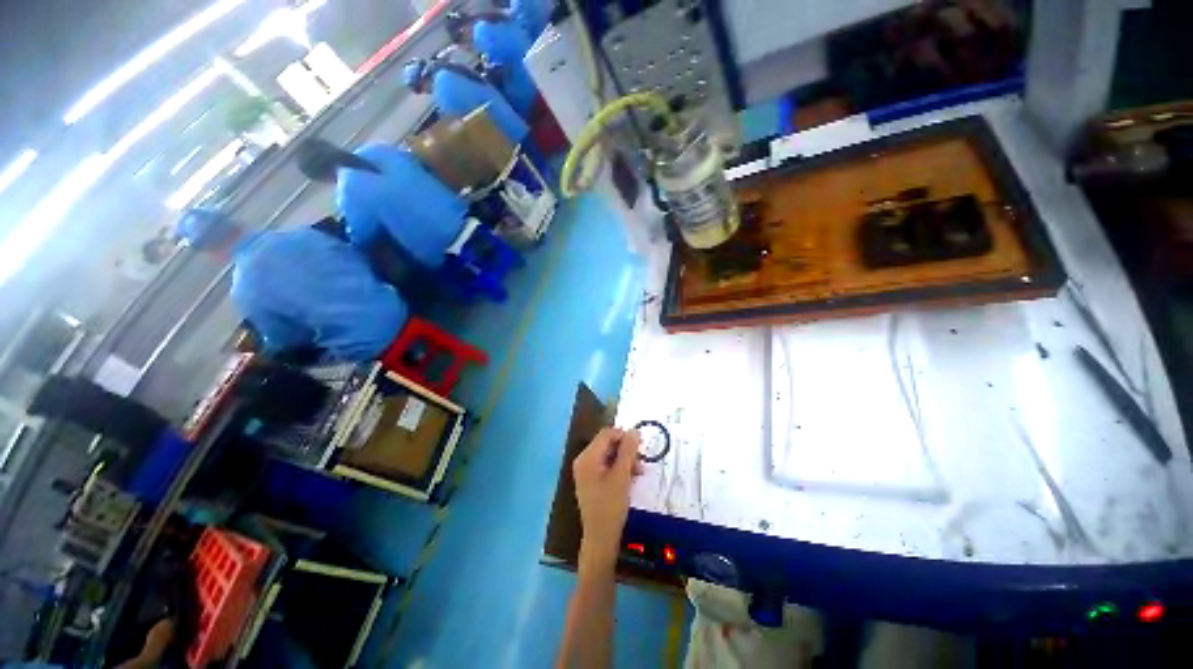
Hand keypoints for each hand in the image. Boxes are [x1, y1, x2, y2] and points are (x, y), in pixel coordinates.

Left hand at [573, 427, 642, 570]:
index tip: (641, 445)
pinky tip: (631, 477)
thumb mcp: (622, 475)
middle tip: (641, 461)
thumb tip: (634, 430)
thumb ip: (628, 451)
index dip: (624, 436)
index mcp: (587, 457)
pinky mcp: (592, 480)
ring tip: (640, 471)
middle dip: (626, 450)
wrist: (600, 538)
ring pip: (609, 455)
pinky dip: (619, 468)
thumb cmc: (610, 506)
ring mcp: (586, 471)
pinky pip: (607, 465)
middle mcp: (584, 460)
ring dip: (625, 460)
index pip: (607, 434)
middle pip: (608, 443)